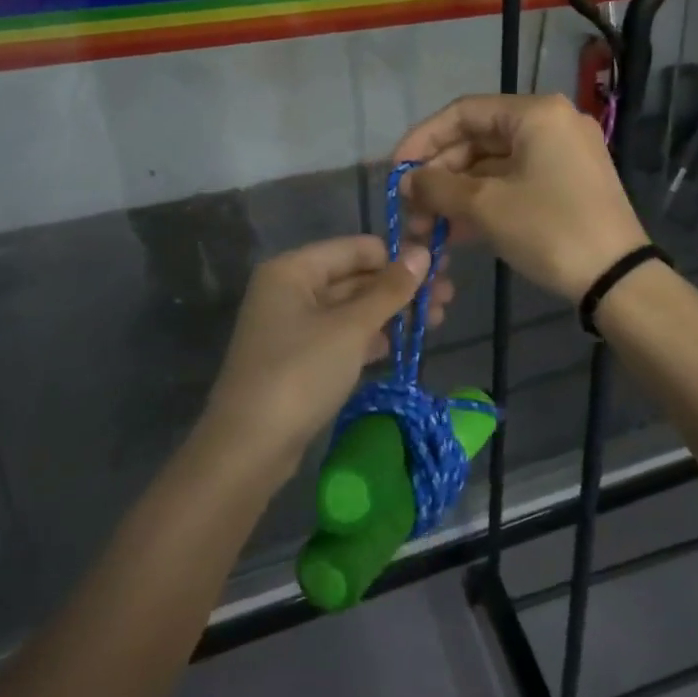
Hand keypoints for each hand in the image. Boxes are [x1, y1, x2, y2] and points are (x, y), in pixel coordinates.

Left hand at [202, 236, 452, 474]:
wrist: (250, 447)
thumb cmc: (300, 373)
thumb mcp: (351, 328)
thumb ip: (389, 290)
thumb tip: (423, 251)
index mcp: (294, 270)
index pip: (356, 249)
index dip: (398, 256)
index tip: (441, 268)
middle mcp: (290, 289)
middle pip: (355, 277)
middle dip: (400, 287)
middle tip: (448, 297)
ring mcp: (293, 325)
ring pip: (352, 308)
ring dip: (392, 312)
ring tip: (438, 319)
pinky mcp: (300, 357)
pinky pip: (342, 335)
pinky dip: (372, 336)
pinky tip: (404, 343)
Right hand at [393, 94, 646, 302]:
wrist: (617, 279)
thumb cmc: (549, 229)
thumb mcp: (485, 206)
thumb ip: (438, 186)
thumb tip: (408, 180)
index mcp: (536, 113)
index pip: (463, 112)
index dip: (423, 139)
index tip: (396, 172)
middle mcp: (552, 123)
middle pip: (479, 139)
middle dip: (440, 174)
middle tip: (411, 208)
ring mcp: (563, 154)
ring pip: (495, 165)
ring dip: (458, 193)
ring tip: (427, 227)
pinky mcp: (568, 184)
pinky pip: (515, 182)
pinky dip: (485, 201)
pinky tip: (456, 230)